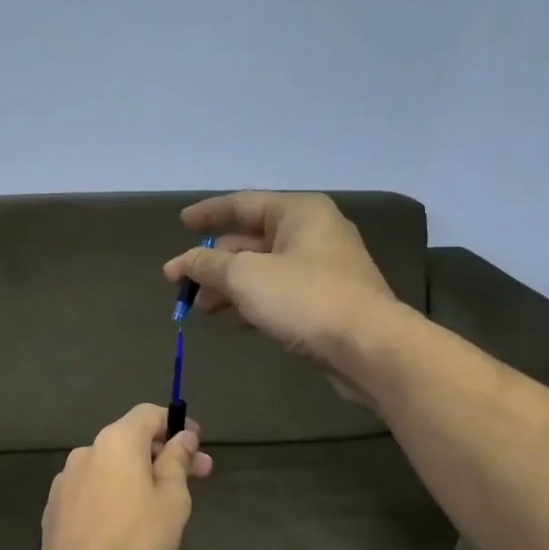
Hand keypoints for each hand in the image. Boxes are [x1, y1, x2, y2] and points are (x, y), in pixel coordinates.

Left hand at [37, 404, 211, 549]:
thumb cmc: (137, 537)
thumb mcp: (172, 499)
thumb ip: (177, 461)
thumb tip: (183, 437)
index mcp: (117, 441)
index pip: (149, 414)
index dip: (177, 424)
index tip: (196, 445)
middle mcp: (87, 451)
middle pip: (130, 440)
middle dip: (163, 454)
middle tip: (195, 476)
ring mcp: (65, 479)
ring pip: (109, 466)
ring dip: (136, 475)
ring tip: (157, 504)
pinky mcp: (54, 506)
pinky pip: (91, 489)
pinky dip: (111, 494)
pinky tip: (123, 521)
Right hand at [162, 193, 403, 377]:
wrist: (367, 346)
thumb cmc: (304, 299)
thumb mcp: (245, 277)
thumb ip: (208, 266)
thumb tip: (182, 262)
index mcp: (297, 212)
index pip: (242, 203)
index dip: (208, 214)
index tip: (181, 224)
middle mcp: (312, 233)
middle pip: (250, 240)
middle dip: (213, 263)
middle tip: (182, 285)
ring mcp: (321, 268)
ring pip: (262, 270)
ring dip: (229, 288)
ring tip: (201, 310)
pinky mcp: (325, 302)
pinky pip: (278, 294)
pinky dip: (252, 303)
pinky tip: (234, 322)